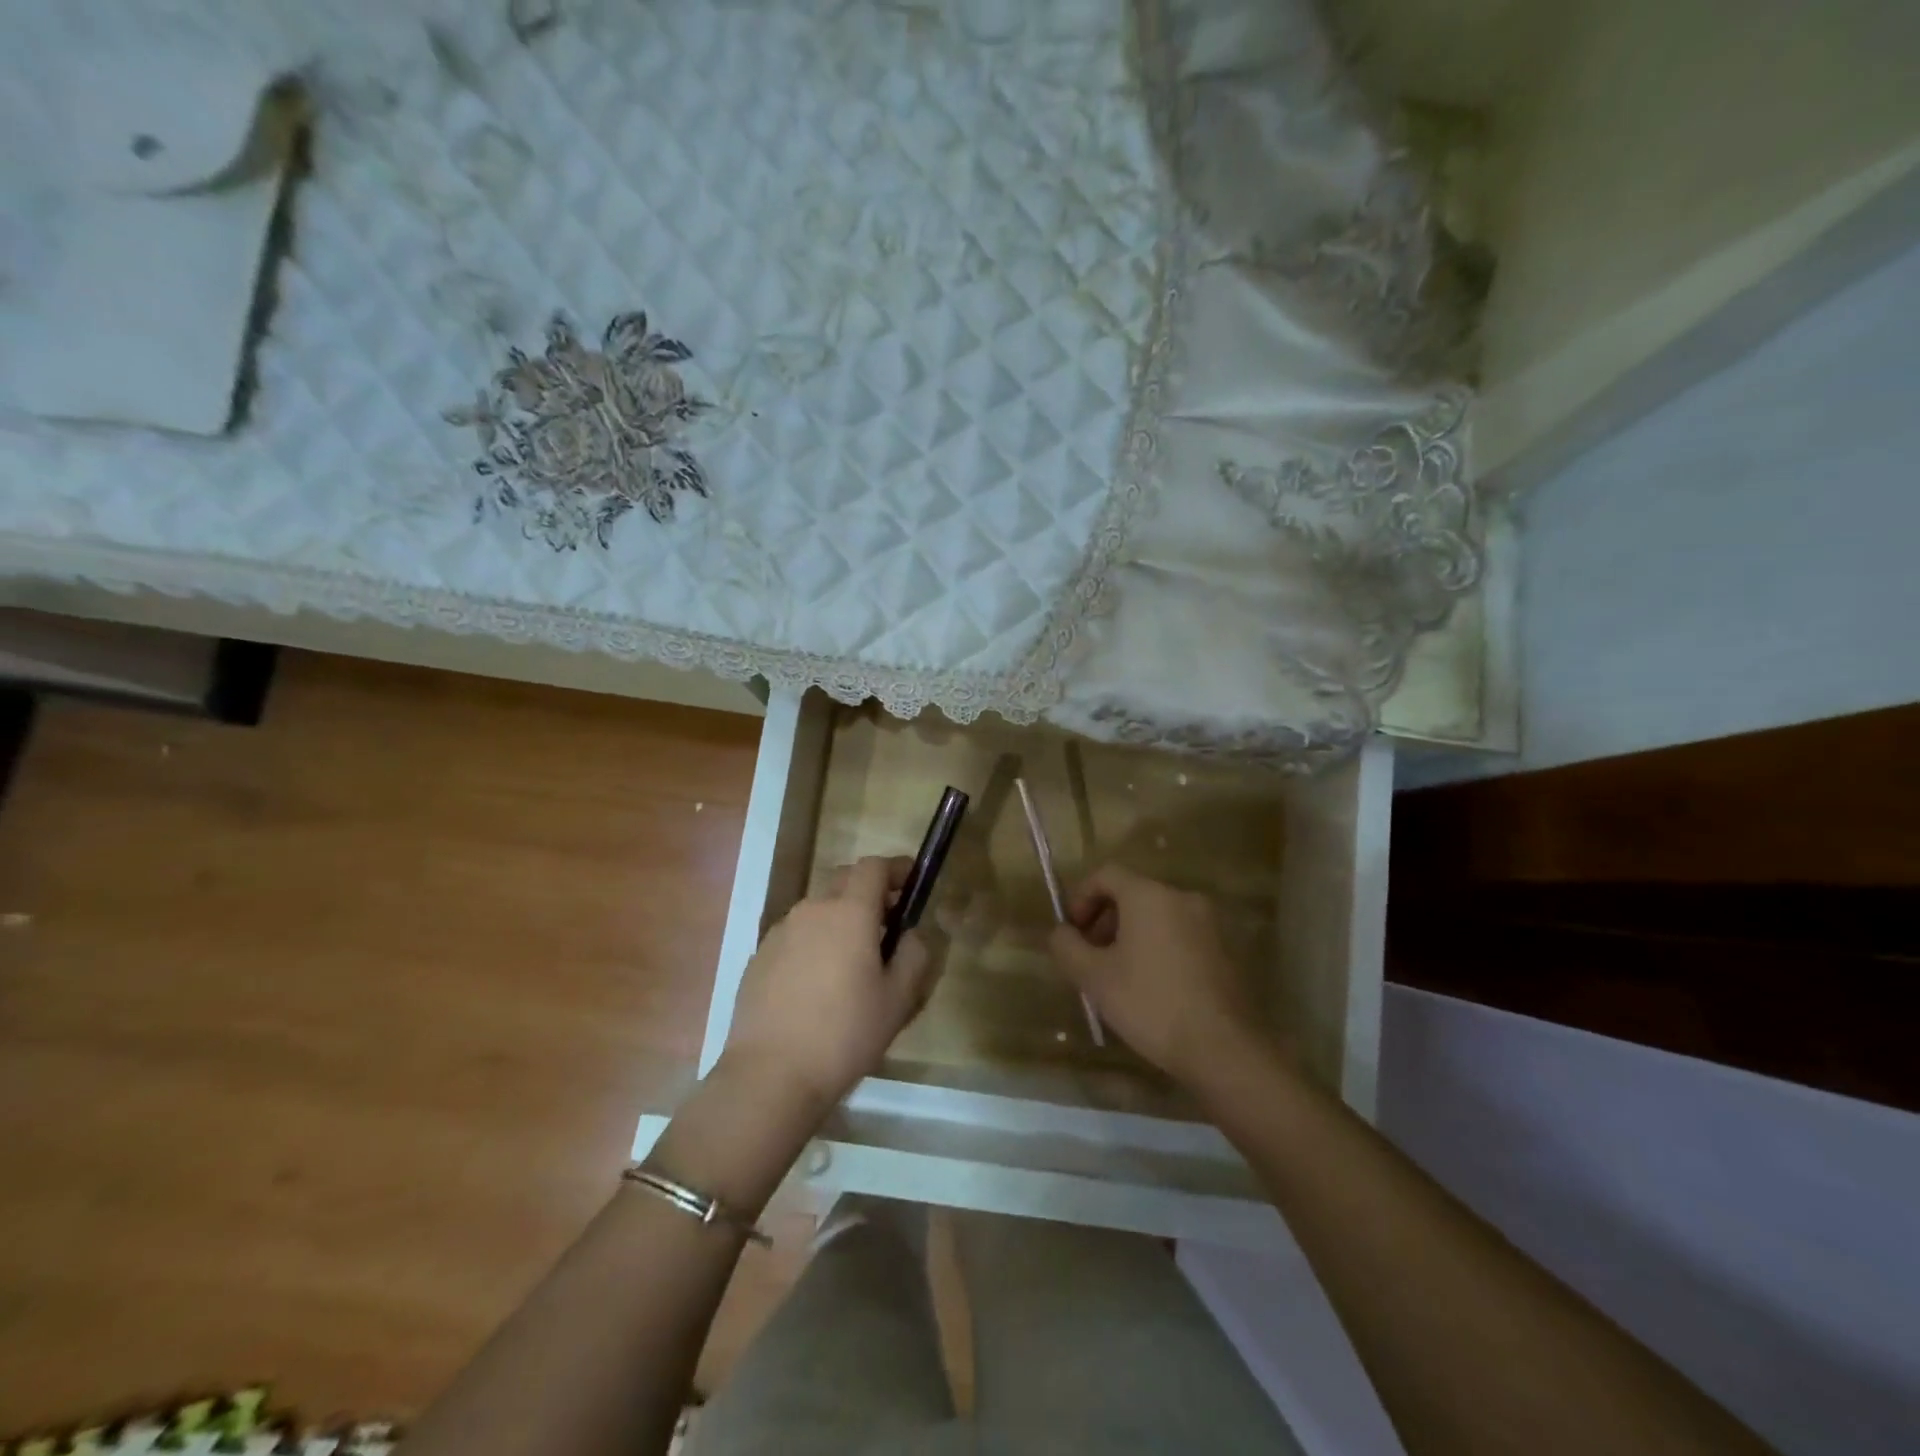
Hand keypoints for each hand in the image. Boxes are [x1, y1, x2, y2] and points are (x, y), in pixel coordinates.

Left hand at [722, 855, 937, 1110]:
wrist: (770, 1075)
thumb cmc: (845, 1034)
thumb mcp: (898, 999)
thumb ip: (914, 955)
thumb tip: (910, 934)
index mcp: (849, 912)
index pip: (874, 866)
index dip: (896, 868)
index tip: (912, 882)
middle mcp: (812, 910)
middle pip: (844, 881)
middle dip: (869, 892)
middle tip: (887, 924)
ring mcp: (780, 932)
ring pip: (818, 909)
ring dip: (840, 919)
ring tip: (852, 961)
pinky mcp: (759, 957)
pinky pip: (796, 936)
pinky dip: (814, 943)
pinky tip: (818, 984)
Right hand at [1049, 865, 1263, 1084]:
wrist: (1222, 1048)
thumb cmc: (1150, 1003)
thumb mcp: (1094, 977)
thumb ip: (1067, 947)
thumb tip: (1061, 933)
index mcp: (1149, 895)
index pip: (1106, 874)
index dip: (1080, 897)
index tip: (1071, 932)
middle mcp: (1181, 898)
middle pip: (1132, 893)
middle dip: (1103, 919)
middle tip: (1089, 957)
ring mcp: (1208, 923)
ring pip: (1156, 916)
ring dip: (1129, 935)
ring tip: (1116, 976)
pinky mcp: (1224, 949)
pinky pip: (1178, 934)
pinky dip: (1156, 947)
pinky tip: (1149, 986)